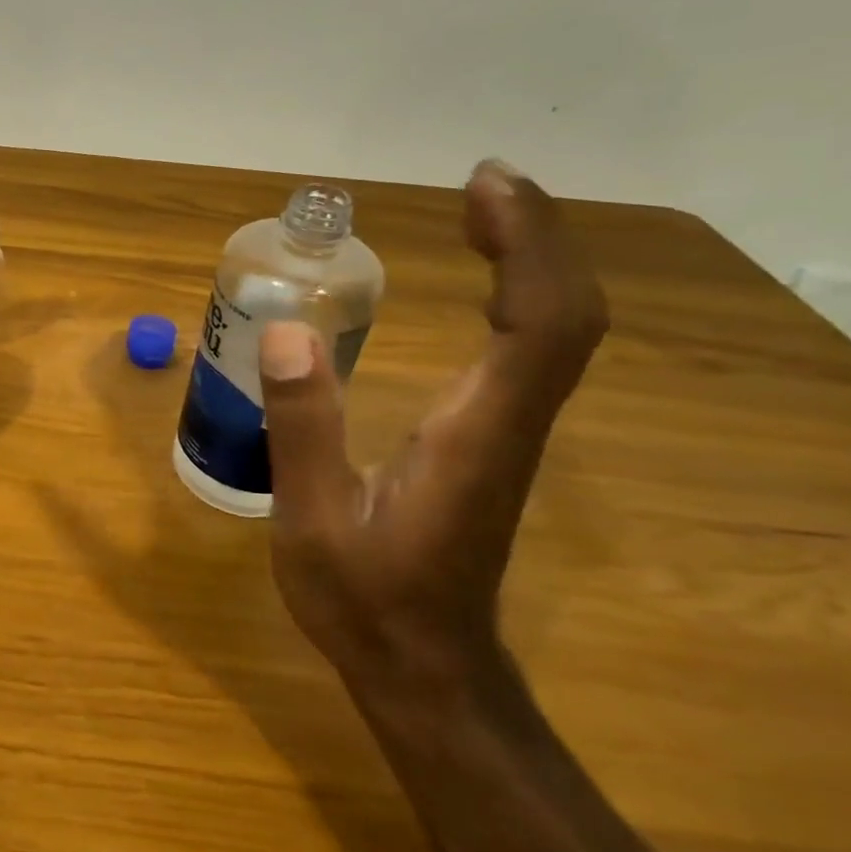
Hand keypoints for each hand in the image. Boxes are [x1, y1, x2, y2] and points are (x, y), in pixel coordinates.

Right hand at [261, 160, 608, 692]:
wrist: (425, 667)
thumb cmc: (365, 600)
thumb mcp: (313, 519)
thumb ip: (301, 427)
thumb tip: (285, 329)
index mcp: (476, 435)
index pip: (539, 324)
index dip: (526, 246)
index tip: (483, 188)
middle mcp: (510, 424)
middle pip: (565, 315)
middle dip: (536, 237)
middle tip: (482, 184)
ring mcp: (509, 433)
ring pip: (557, 331)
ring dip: (532, 260)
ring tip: (481, 212)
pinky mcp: (493, 441)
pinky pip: (529, 351)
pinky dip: (517, 297)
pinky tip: (481, 282)